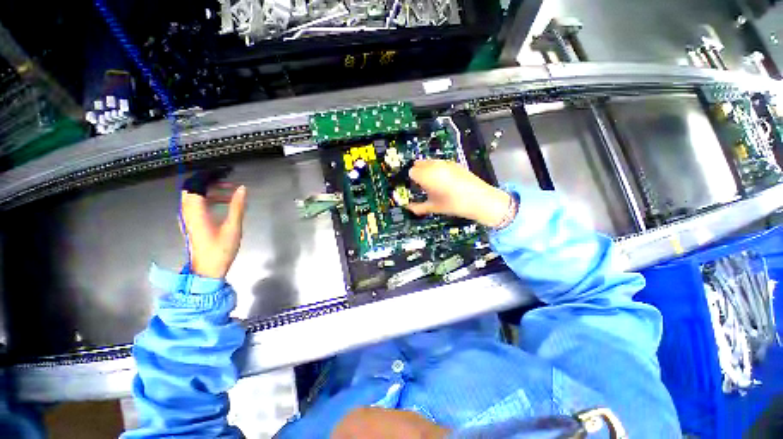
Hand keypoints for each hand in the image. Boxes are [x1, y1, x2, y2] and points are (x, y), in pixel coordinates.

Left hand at [181, 185, 246, 278]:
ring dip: (210, 191)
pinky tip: (224, 204)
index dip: (209, 176)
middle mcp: (187, 213)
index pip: (196, 185)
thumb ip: (237, 206)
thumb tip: (242, 189)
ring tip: (230, 194)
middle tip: (229, 183)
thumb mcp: (233, 227)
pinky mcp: (191, 224)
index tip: (225, 173)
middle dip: (210, 182)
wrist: (207, 270)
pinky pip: (196, 205)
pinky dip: (208, 200)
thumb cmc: (220, 249)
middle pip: (192, 189)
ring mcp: (187, 219)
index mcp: (195, 212)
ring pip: (194, 197)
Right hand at [407, 160, 511, 227]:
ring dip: (427, 170)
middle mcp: (434, 166)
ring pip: (429, 162)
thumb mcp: (434, 207)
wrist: (480, 200)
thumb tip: (409, 208)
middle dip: (418, 173)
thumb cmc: (454, 205)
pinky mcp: (455, 163)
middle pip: (419, 164)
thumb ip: (418, 207)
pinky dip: (437, 169)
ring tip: (433, 183)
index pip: (411, 172)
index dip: (411, 180)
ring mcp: (445, 163)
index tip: (415, 187)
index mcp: (426, 175)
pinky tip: (444, 181)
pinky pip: (440, 163)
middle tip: (422, 185)